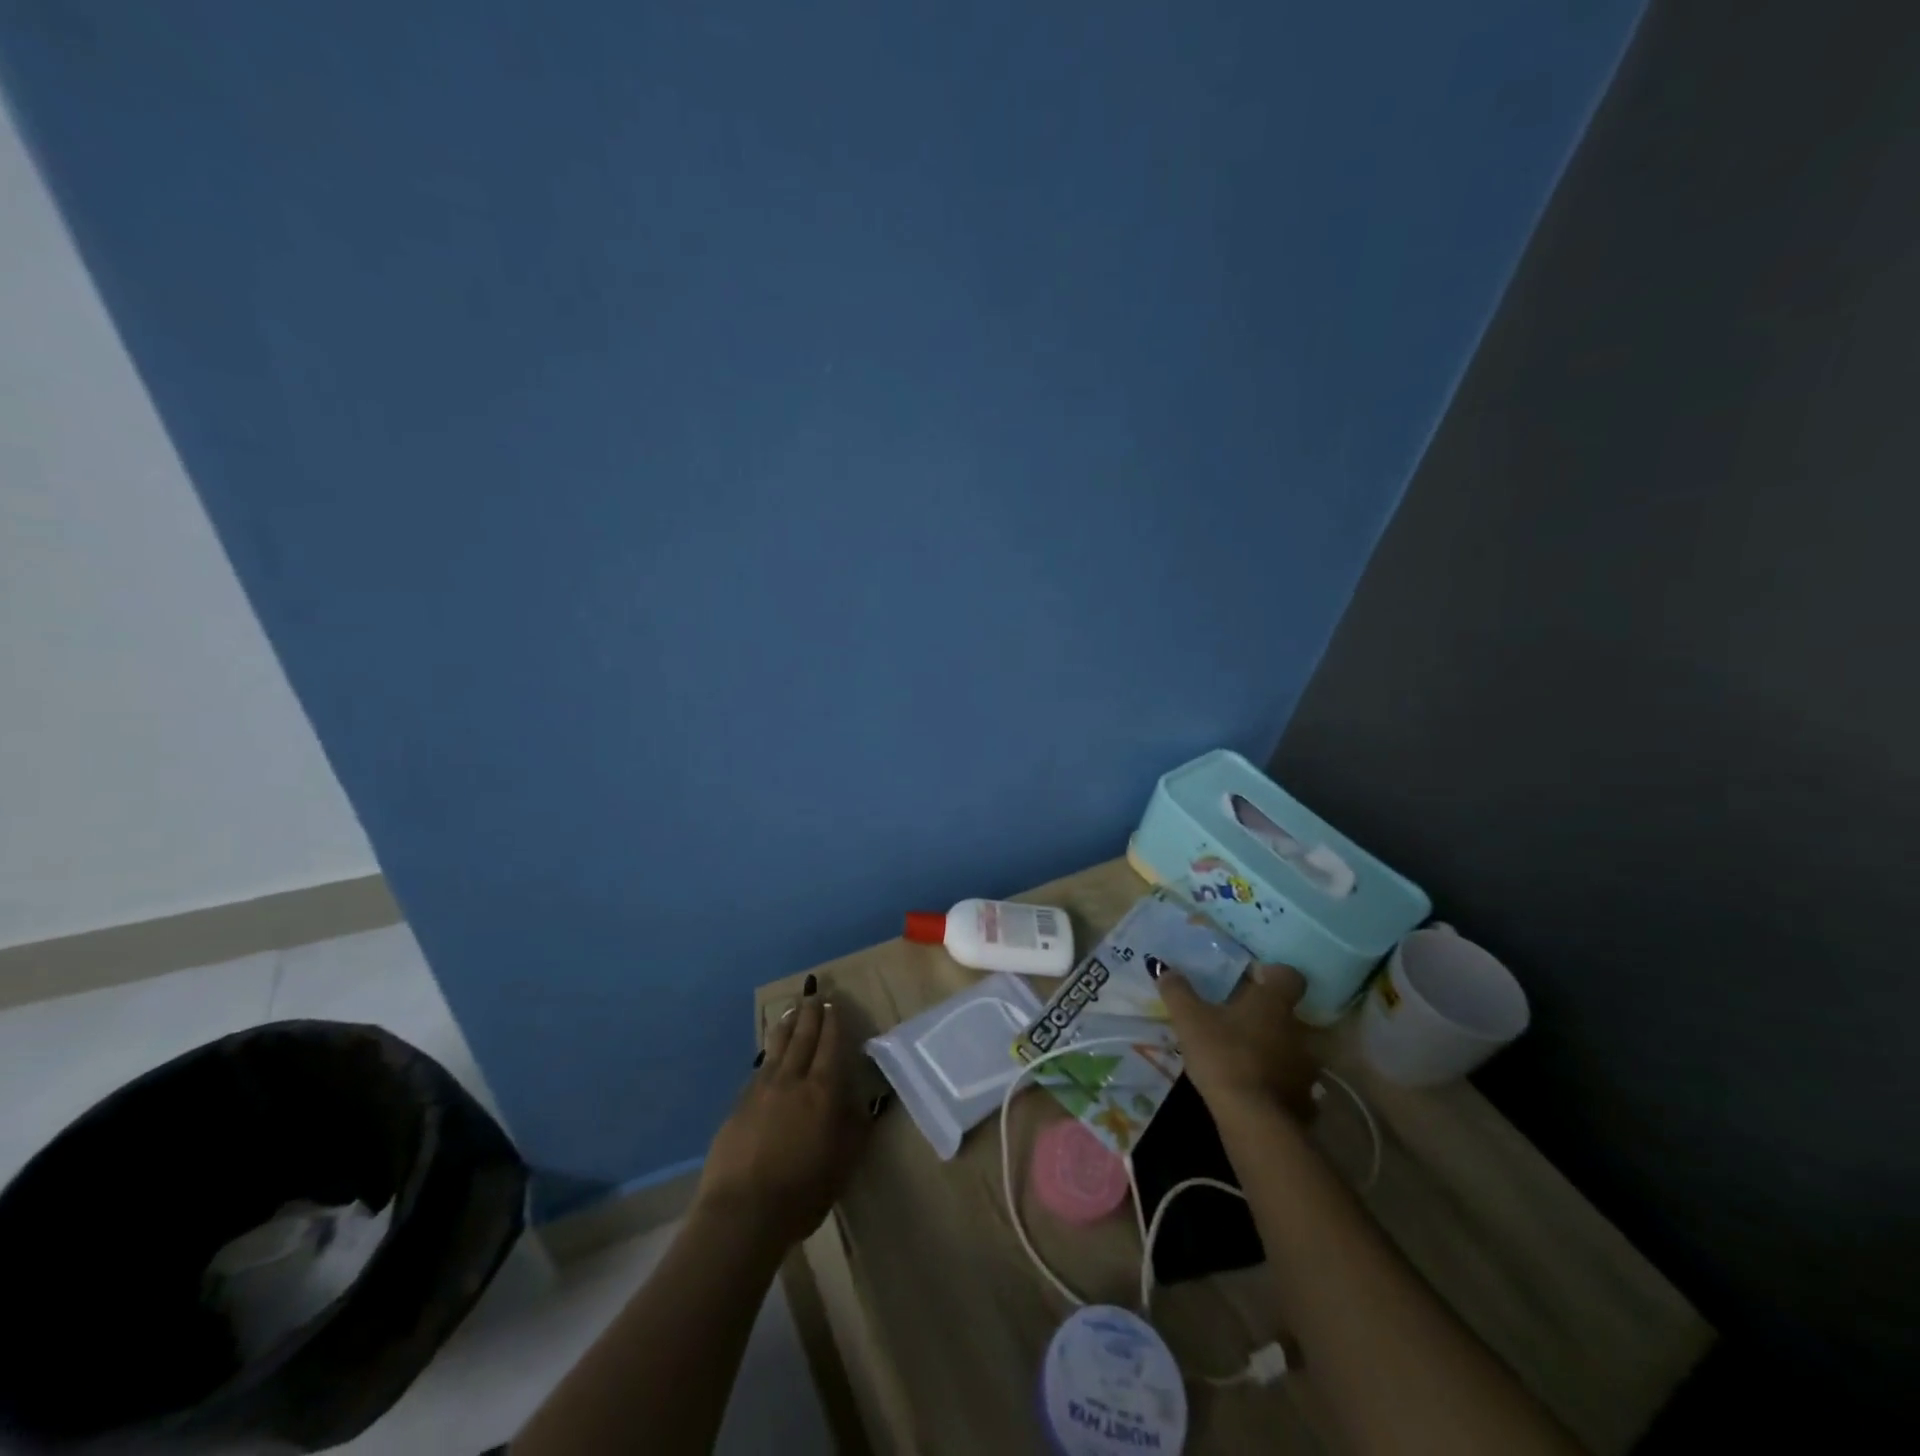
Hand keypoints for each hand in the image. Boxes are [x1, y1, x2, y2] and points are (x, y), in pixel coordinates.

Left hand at [697, 977, 871, 1249]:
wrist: (742, 1211)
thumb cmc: (803, 1190)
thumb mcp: (844, 1162)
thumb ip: (854, 1127)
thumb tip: (863, 1101)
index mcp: (822, 1090)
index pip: (830, 1045)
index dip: (832, 1023)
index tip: (833, 1004)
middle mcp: (792, 1080)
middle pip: (802, 1038)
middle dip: (810, 1015)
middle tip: (814, 995)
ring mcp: (761, 1090)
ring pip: (776, 1048)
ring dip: (786, 1026)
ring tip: (791, 1011)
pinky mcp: (738, 1106)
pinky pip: (758, 1070)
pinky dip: (767, 1055)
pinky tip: (768, 1056)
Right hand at [1159, 963, 1317, 1119]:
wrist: (1253, 1120)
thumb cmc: (1223, 1056)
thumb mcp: (1189, 1020)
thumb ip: (1177, 991)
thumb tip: (1164, 969)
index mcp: (1273, 1003)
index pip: (1289, 975)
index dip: (1273, 974)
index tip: (1251, 980)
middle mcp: (1297, 1030)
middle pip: (1287, 1013)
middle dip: (1265, 1015)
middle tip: (1235, 1021)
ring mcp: (1305, 1067)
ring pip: (1290, 1049)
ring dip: (1272, 1050)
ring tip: (1242, 1058)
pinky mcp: (1304, 1100)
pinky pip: (1291, 1083)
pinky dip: (1276, 1084)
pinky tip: (1252, 1091)